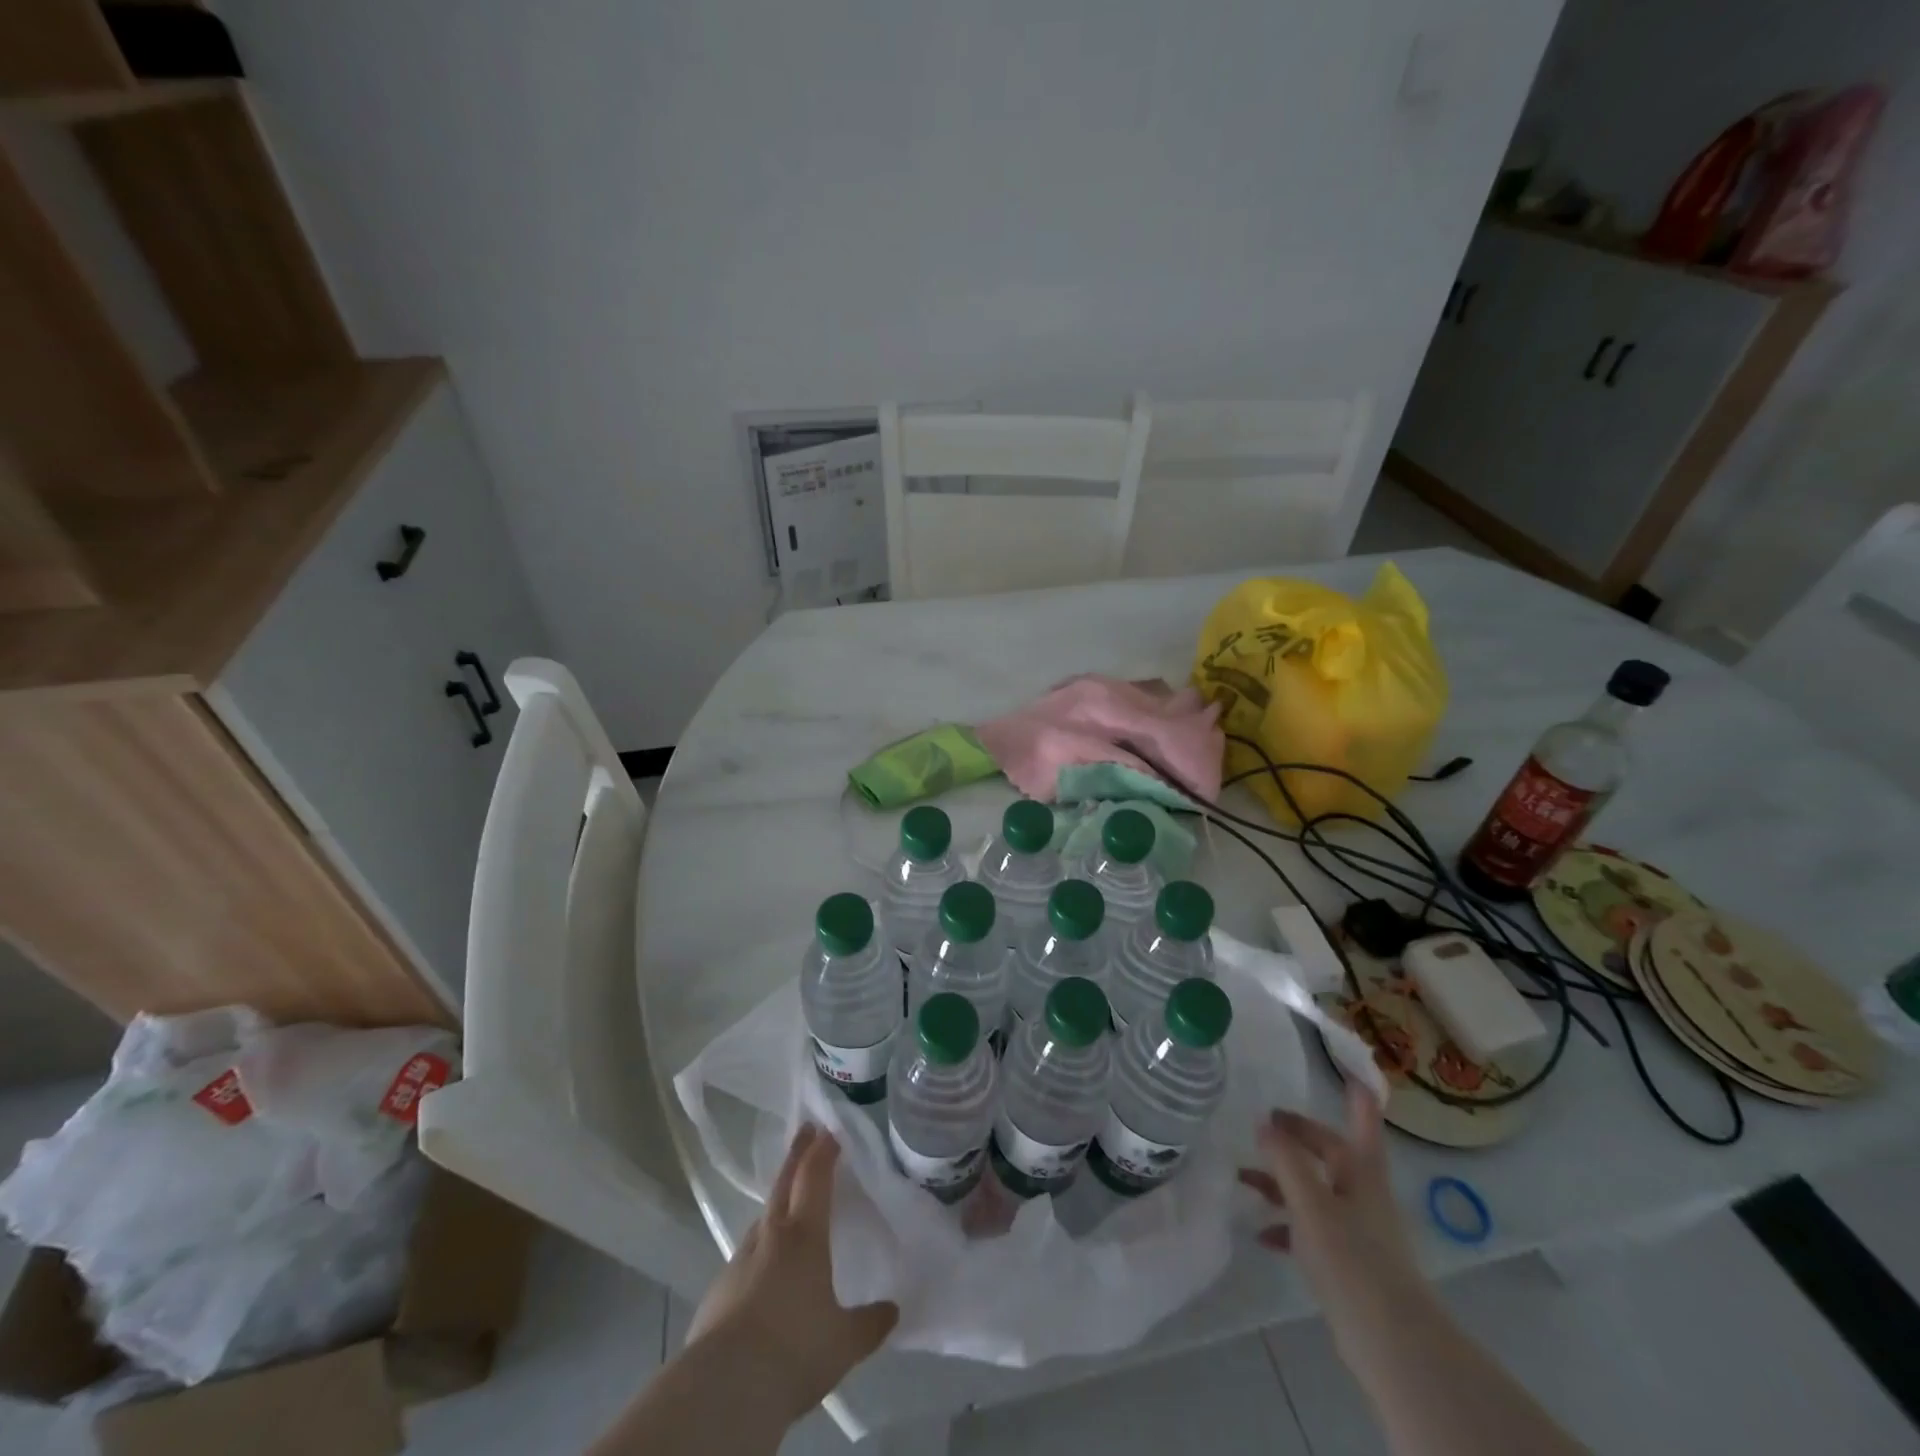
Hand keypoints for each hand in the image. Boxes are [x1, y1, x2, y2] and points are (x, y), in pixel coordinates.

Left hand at [686, 1125, 896, 1419]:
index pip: (814, 1177)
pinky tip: (764, 1270)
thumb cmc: (794, 1351)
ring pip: (762, 1219)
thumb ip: (870, 1323)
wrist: (724, 1389)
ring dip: (777, 1203)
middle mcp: (770, 1236)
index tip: (829, 1129)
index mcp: (804, 1235)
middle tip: (806, 1131)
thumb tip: (892, 1311)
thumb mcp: (844, 1342)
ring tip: (789, 1205)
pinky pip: (746, 1257)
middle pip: (783, 1183)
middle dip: (797, 1155)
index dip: (823, 1151)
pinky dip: (760, 1249)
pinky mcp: (718, 1291)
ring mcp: (739, 1261)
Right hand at [1239, 1084, 1430, 1350]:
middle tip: (1264, 1122)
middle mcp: (1361, 1193)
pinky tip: (1260, 1232)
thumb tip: (1264, 1123)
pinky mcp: (1346, 1261)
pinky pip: (1310, 1228)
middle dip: (1298, 1136)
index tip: (1351, 1069)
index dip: (1357, 1095)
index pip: (1361, 1121)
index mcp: (1361, 1171)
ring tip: (1242, 1177)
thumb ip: (1285, 1160)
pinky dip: (1286, 1224)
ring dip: (1282, 1180)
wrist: (1390, 1341)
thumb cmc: (1352, 1258)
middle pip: (1329, 1152)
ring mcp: (1355, 1228)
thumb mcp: (1310, 1203)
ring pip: (1314, 1189)